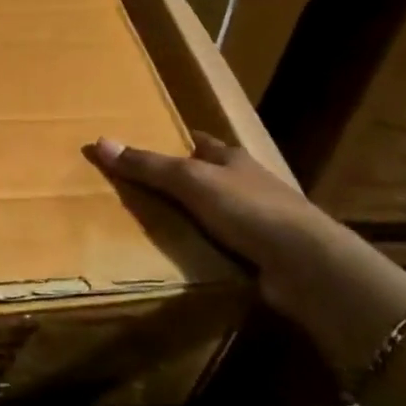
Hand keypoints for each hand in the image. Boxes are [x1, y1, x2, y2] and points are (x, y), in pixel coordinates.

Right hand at [90, 132, 354, 318]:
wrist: (305, 264)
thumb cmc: (248, 208)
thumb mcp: (190, 180)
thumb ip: (148, 166)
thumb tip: (100, 142)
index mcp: (232, 159)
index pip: (200, 142)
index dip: (175, 141)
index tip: (147, 143)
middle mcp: (246, 185)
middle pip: (207, 177)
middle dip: (178, 181)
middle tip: (137, 188)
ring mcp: (256, 221)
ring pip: (213, 213)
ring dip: (189, 218)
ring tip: (149, 225)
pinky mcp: (259, 255)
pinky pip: (220, 246)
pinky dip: (201, 248)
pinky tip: (179, 256)